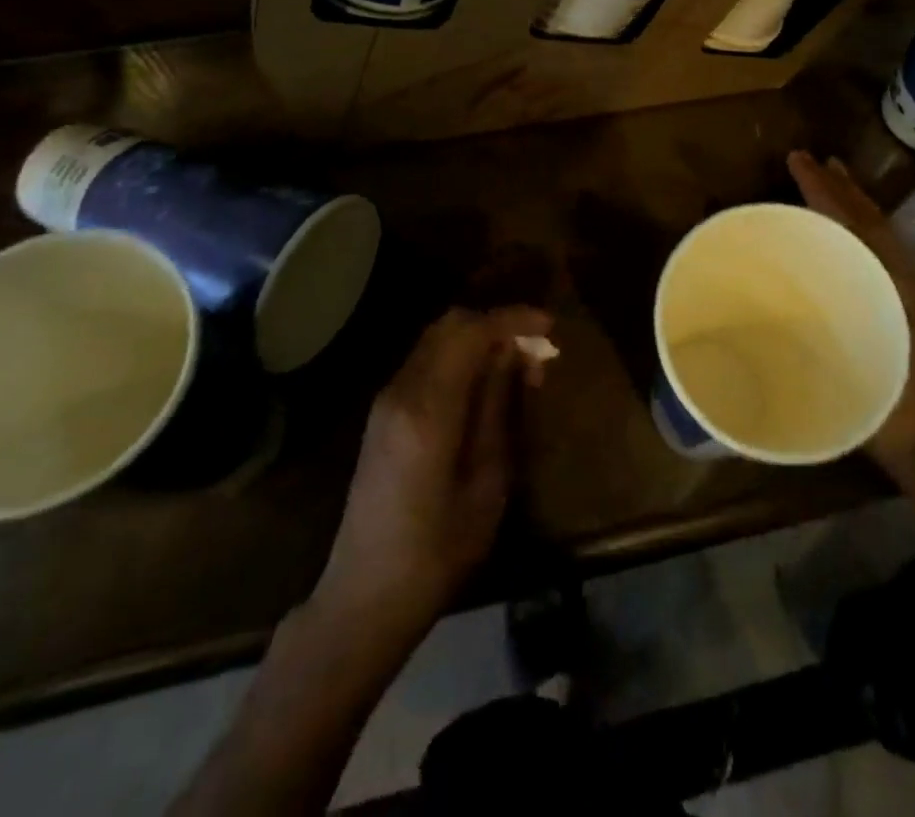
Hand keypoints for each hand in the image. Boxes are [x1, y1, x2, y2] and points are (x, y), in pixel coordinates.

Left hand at [316, 306, 550, 644]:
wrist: (365, 595)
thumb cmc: (438, 550)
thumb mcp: (487, 481)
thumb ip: (498, 407)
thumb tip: (514, 354)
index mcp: (428, 408)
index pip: (472, 332)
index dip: (513, 320)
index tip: (549, 326)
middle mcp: (401, 390)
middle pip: (450, 324)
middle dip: (496, 324)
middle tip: (536, 348)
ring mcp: (386, 400)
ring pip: (436, 339)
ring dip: (478, 338)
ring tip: (517, 365)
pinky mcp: (382, 413)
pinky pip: (426, 361)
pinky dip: (459, 356)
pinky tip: (484, 382)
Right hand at [786, 151, 914, 486]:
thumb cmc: (895, 411)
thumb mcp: (858, 368)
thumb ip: (824, 336)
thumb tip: (776, 305)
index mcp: (895, 285)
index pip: (858, 224)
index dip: (826, 191)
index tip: (799, 161)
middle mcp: (904, 281)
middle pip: (870, 221)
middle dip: (840, 188)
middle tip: (811, 160)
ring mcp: (909, 297)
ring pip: (878, 237)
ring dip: (852, 207)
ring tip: (829, 181)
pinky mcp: (907, 313)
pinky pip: (879, 258)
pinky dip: (858, 235)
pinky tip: (841, 239)